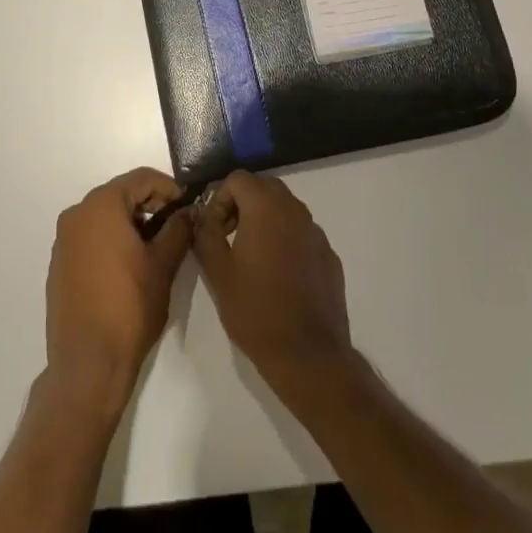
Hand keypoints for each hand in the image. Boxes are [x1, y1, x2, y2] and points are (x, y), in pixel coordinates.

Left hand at [44, 168, 194, 419]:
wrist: (88, 363)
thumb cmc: (129, 308)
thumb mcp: (163, 265)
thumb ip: (178, 230)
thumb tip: (189, 212)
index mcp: (101, 206)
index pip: (141, 178)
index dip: (169, 188)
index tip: (188, 205)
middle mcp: (77, 214)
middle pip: (120, 193)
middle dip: (150, 204)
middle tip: (176, 225)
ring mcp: (64, 239)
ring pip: (104, 215)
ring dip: (131, 222)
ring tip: (156, 246)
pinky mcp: (59, 263)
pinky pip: (90, 236)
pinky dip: (111, 238)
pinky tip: (129, 264)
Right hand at [192, 171, 353, 399]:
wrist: (308, 354)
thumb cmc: (256, 310)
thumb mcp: (217, 272)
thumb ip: (205, 234)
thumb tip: (202, 216)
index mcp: (266, 207)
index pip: (238, 178)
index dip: (219, 198)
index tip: (213, 229)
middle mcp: (295, 210)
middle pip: (264, 187)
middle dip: (242, 204)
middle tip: (228, 236)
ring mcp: (316, 232)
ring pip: (285, 209)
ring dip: (264, 220)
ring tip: (250, 256)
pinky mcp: (329, 255)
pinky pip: (301, 233)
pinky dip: (285, 240)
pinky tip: (277, 275)